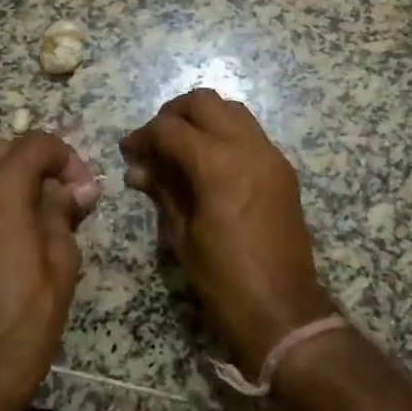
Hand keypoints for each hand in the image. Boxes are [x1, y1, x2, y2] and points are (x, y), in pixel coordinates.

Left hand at [0, 132, 100, 410]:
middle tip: (63, 197)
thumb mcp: (61, 257)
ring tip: (40, 215)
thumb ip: (63, 211)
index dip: (67, 158)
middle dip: (38, 163)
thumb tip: (75, 189)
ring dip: (15, 179)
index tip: (83, 191)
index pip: (36, 144)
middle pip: (6, 149)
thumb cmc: (29, 312)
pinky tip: (14, 232)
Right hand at [120, 89, 330, 372]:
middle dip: (173, 114)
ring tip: (181, 147)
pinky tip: (209, 161)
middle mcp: (247, 147)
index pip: (169, 128)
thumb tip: (139, 169)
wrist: (283, 308)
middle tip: (155, 141)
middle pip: (204, 102)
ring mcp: (270, 155)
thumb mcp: (182, 235)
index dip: (143, 136)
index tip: (128, 151)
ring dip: (203, 118)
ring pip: (232, 110)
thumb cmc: (223, 278)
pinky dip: (226, 133)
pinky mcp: (283, 169)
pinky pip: (250, 132)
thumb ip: (163, 191)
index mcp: (217, 164)